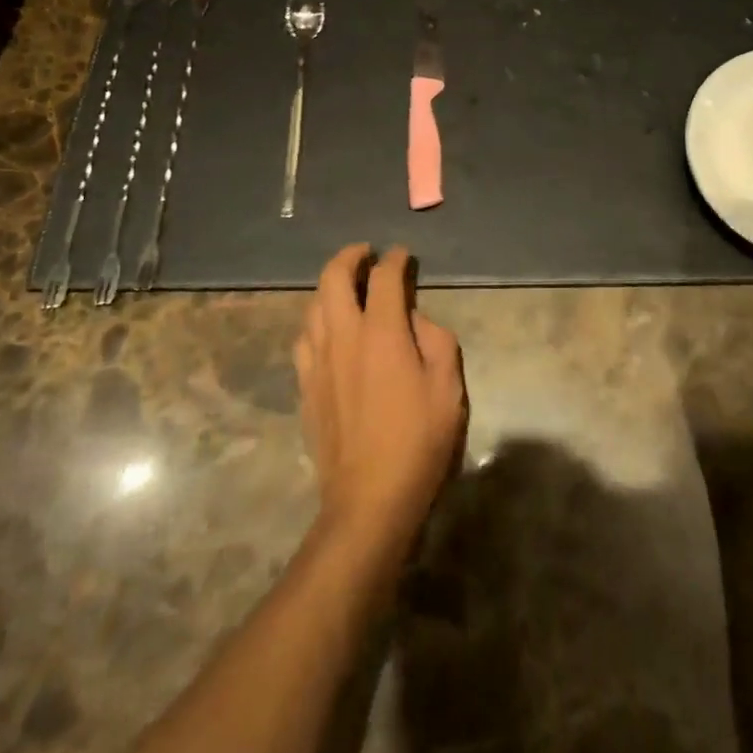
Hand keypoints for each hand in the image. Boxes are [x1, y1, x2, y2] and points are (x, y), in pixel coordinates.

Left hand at [294, 245, 466, 554]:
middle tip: (365, 253)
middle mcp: (343, 336)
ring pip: (313, 305)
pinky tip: (327, 329)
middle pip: (334, 278)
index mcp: (381, 332)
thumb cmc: (418, 441)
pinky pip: (304, 338)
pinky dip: (316, 320)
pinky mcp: (305, 386)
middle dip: (349, 257)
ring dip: (329, 286)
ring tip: (346, 287)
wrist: (369, 499)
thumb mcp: (448, 388)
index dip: (395, 260)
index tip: (403, 255)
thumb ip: (436, 340)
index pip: (384, 278)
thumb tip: (414, 320)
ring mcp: (318, 361)